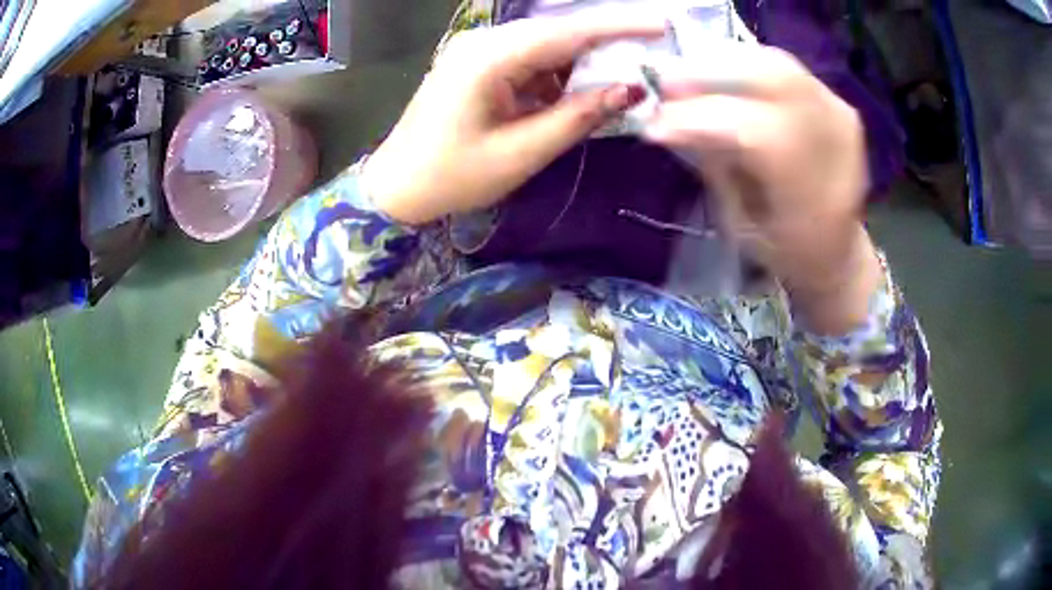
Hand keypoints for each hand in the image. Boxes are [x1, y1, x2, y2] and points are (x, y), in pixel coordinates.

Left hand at [361, 16, 662, 225]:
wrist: (397, 187)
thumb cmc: (453, 177)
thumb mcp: (522, 152)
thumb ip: (579, 117)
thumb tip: (631, 90)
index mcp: (489, 59)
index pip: (566, 32)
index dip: (618, 26)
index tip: (661, 25)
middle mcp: (484, 43)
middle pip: (558, 34)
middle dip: (604, 46)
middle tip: (647, 59)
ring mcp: (479, 51)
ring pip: (547, 47)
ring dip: (581, 65)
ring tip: (614, 86)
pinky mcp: (479, 64)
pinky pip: (530, 61)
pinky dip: (557, 76)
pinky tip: (571, 96)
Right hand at [643, 45, 882, 332]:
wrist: (838, 250)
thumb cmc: (786, 250)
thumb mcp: (742, 224)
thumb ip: (714, 164)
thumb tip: (668, 119)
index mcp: (814, 194)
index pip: (754, 132)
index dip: (699, 119)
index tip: (653, 124)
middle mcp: (835, 143)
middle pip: (770, 77)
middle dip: (711, 73)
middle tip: (666, 84)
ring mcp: (840, 115)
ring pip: (776, 63)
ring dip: (727, 64)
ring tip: (691, 79)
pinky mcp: (837, 103)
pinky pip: (786, 68)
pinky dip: (748, 66)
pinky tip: (724, 78)